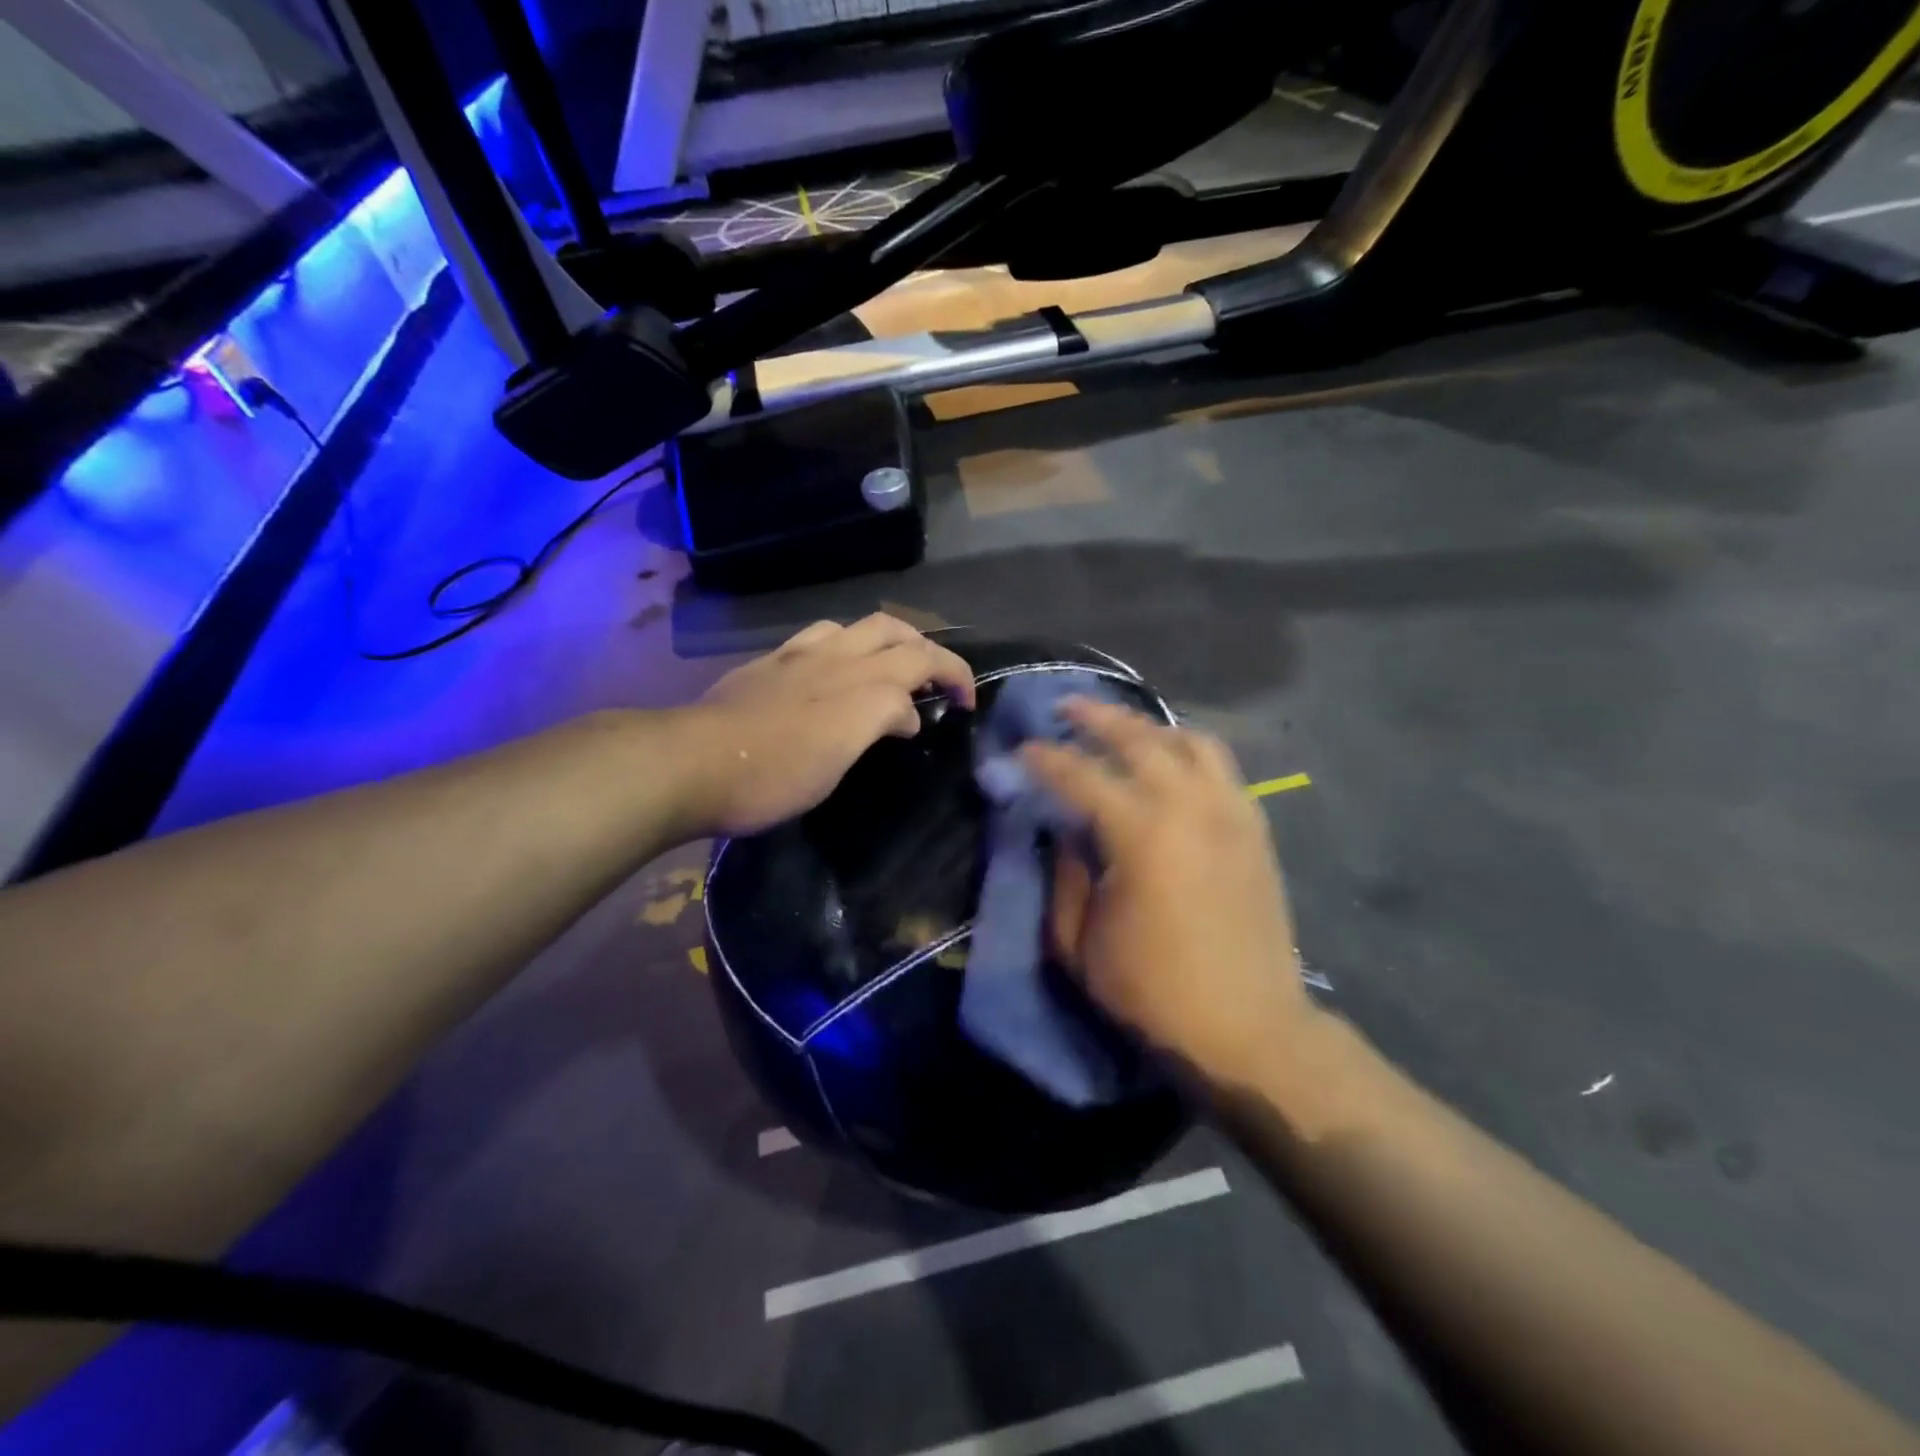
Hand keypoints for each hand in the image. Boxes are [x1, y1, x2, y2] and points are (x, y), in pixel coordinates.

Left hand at [672, 614, 974, 837]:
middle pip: (900, 634)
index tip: (965, 707)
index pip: (925, 666)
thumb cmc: (771, 775)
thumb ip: (878, 726)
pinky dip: (849, 643)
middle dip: (932, 653)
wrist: (692, 761)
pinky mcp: (773, 660)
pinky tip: (839, 667)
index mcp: (862, 689)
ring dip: (893, 640)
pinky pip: (824, 634)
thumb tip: (904, 717)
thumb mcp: (836, 764)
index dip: (955, 681)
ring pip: (863, 626)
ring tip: (895, 669)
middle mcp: (838, 659)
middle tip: (940, 683)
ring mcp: (802, 655)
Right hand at [1024, 699, 1316, 1087]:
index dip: (1044, 760)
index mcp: (1141, 834)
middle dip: (1096, 718)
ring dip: (1148, 726)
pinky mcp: (1254, 826)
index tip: (1020, 751)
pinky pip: (1221, 766)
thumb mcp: (1080, 942)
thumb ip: (1063, 874)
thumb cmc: (1153, 991)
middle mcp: (1189, 807)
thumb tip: (1061, 828)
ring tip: (1121, 728)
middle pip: (1138, 738)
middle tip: (1066, 709)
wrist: (1248, 1027)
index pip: (1080, 775)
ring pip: (1188, 741)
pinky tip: (1171, 759)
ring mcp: (1230, 811)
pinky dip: (1188, 749)